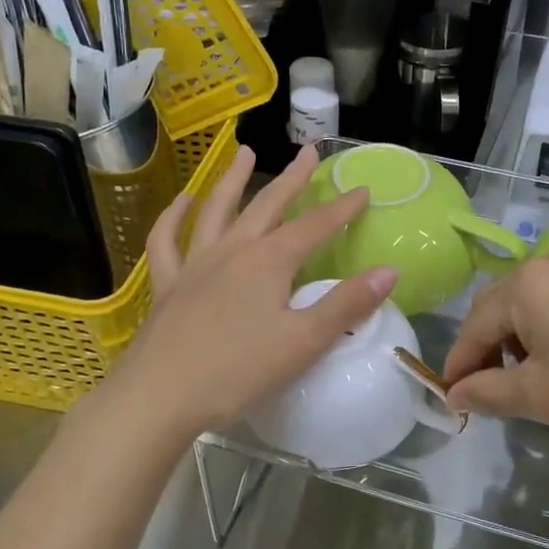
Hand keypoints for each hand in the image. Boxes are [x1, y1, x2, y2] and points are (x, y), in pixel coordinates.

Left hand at [116, 143, 396, 438]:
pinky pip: (166, 240)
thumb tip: (389, 271)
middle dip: (292, 179)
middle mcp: (232, 250)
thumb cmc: (237, 371)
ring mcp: (194, 264)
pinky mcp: (166, 284)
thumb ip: (346, 305)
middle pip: (267, 205)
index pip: (314, 226)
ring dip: (232, 179)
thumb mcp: (303, 342)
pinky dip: (173, 216)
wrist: (159, 396)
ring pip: (216, 210)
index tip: (363, 189)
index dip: (342, 208)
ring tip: (244, 152)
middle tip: (308, 152)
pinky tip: (182, 201)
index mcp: (269, 262)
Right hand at [441, 244, 548, 450]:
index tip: (452, 396)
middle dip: (488, 345)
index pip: (475, 324)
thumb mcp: (541, 396)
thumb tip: (455, 395)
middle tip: (488, 387)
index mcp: (527, 284)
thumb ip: (487, 393)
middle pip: (502, 303)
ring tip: (532, 373)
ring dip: (521, 332)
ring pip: (535, 297)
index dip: (459, 362)